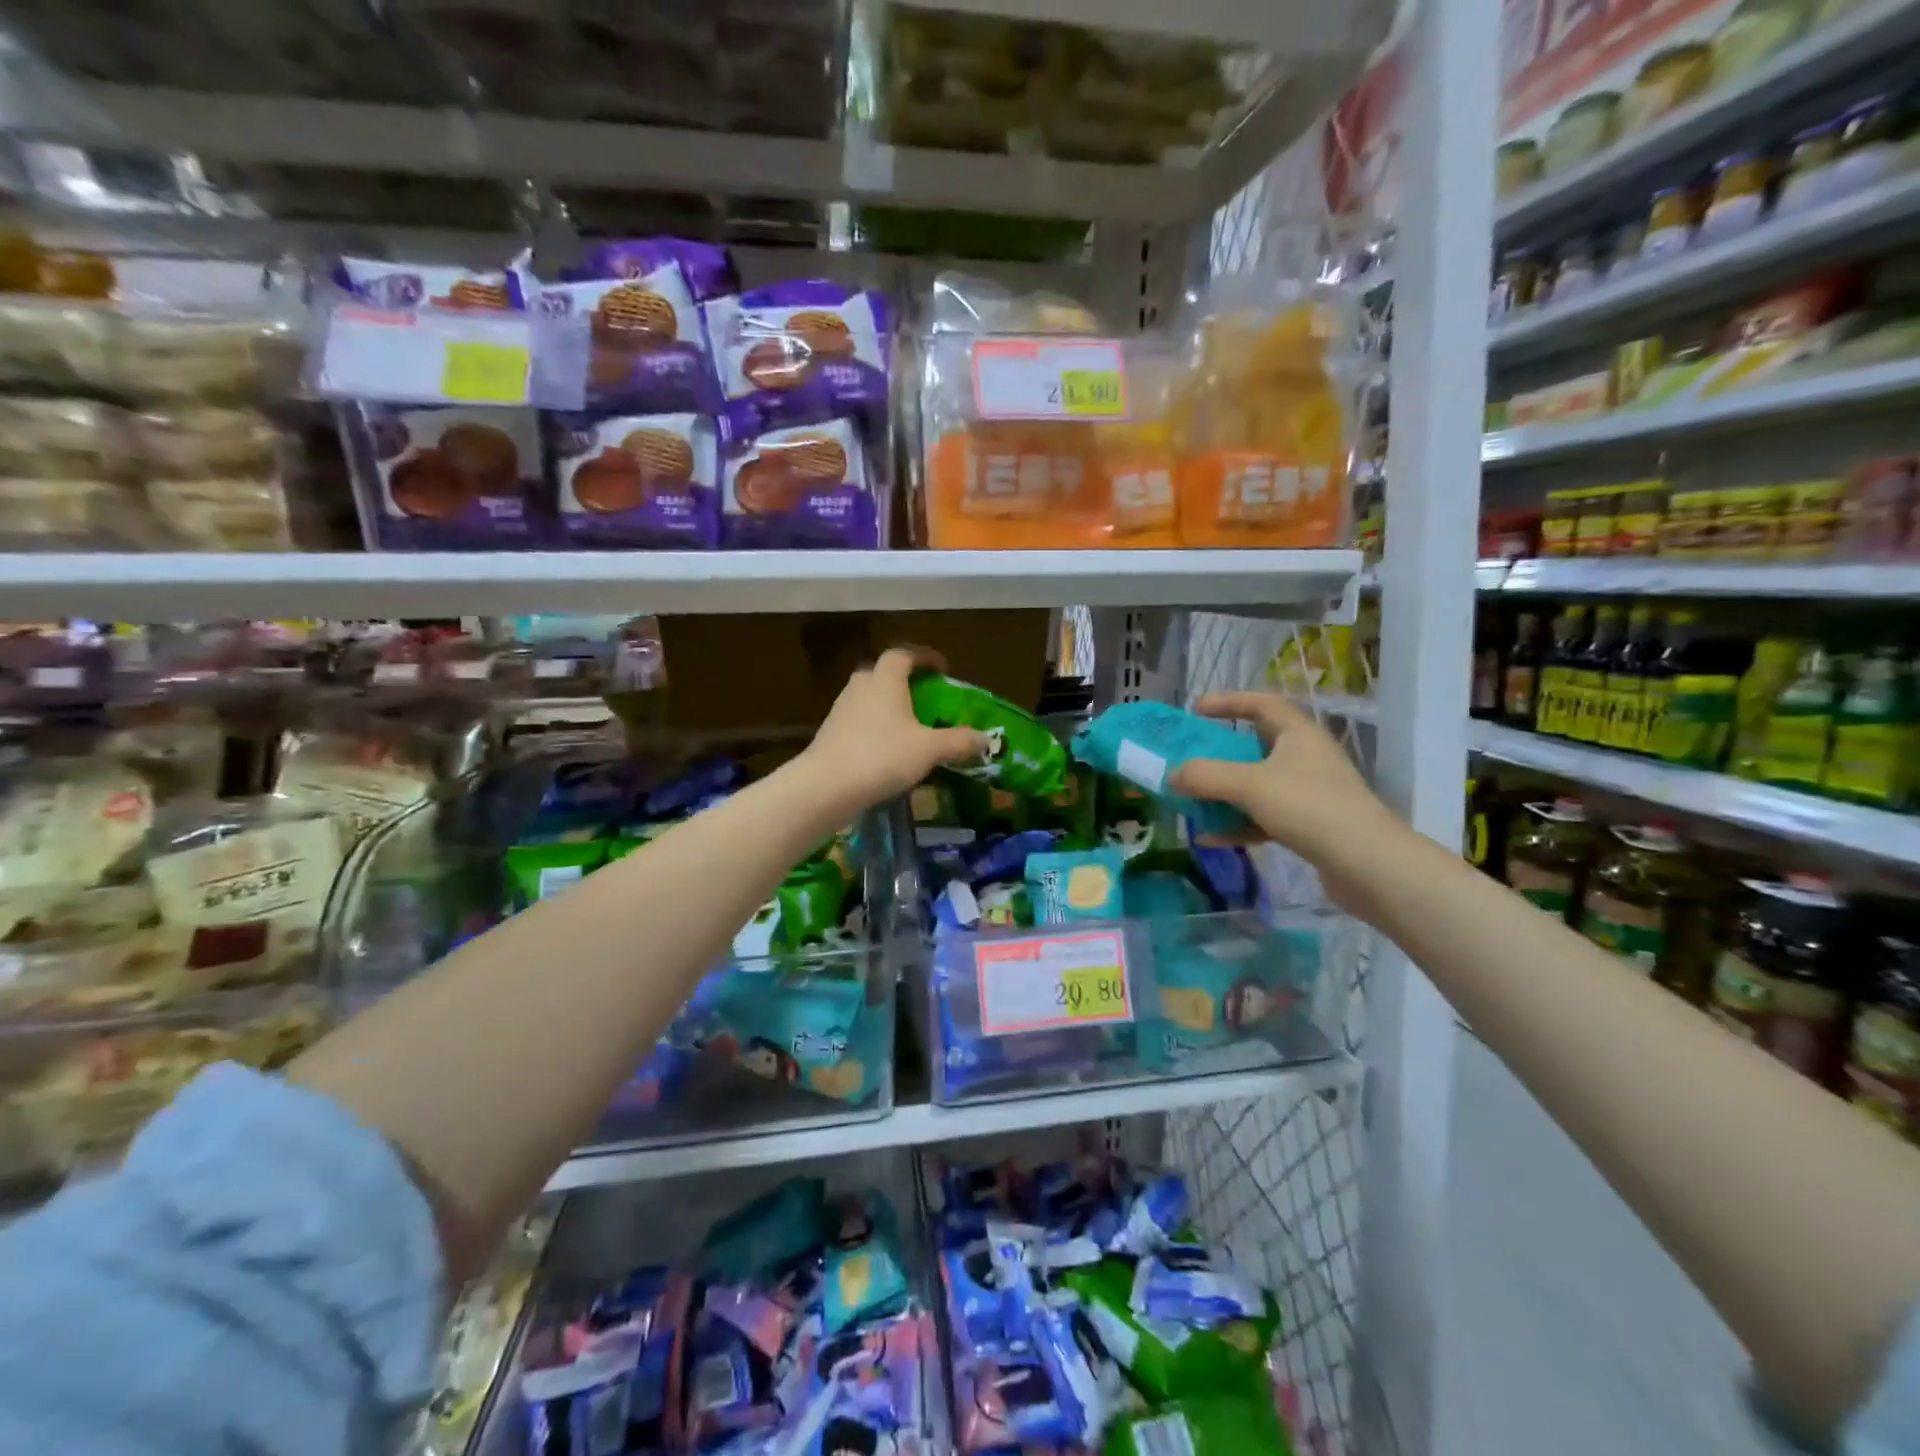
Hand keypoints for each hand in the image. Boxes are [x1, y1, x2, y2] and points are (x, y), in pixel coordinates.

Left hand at [804, 647, 987, 809]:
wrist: (826, 786)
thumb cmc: (882, 756)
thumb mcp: (929, 749)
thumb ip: (959, 741)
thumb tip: (985, 738)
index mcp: (885, 679)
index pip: (904, 654)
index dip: (924, 658)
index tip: (942, 670)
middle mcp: (861, 687)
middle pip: (882, 673)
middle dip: (903, 681)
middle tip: (923, 697)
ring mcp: (841, 709)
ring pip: (868, 698)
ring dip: (887, 705)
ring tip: (908, 726)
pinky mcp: (830, 733)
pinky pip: (858, 721)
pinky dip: (874, 727)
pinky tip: (886, 750)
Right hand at [1170, 691, 1401, 901]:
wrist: (1368, 864)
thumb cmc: (1309, 807)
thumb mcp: (1250, 785)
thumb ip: (1205, 776)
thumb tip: (1171, 774)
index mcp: (1298, 734)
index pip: (1261, 703)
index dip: (1227, 702)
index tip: (1195, 710)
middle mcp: (1306, 758)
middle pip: (1255, 746)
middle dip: (1219, 754)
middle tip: (1189, 759)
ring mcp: (1309, 793)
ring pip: (1257, 785)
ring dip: (1224, 793)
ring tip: (1192, 802)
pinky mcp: (1310, 826)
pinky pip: (1264, 818)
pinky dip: (1237, 824)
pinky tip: (1211, 839)